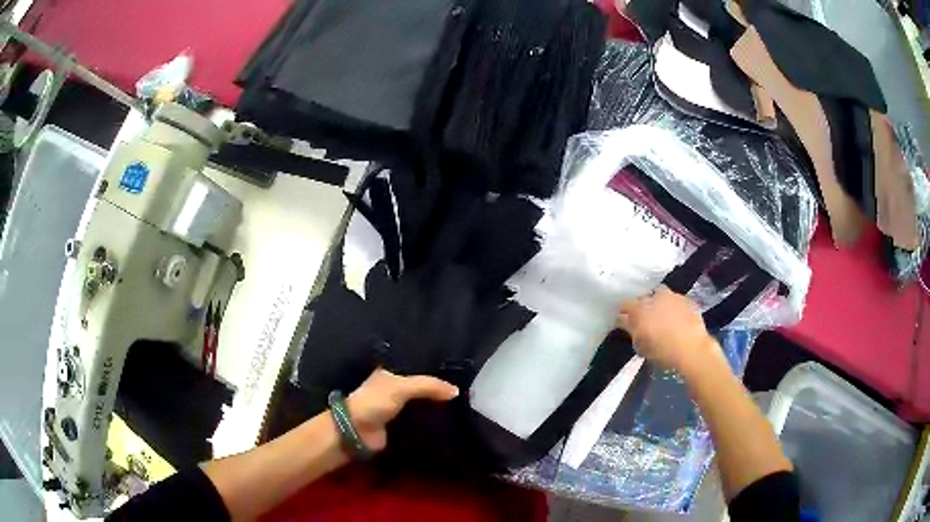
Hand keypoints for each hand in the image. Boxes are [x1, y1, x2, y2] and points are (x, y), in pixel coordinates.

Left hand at [346, 369, 458, 451]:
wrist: (358, 431)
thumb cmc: (375, 402)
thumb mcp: (401, 387)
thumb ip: (429, 386)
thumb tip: (456, 390)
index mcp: (391, 372)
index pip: (417, 366)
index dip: (435, 366)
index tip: (458, 367)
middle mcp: (395, 388)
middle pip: (422, 386)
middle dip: (439, 389)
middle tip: (466, 388)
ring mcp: (399, 408)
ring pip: (424, 404)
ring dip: (437, 406)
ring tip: (464, 404)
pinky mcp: (402, 426)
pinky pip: (422, 421)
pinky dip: (434, 421)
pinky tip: (452, 420)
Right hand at [617, 286, 719, 375]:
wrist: (693, 350)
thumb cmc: (662, 352)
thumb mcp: (641, 346)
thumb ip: (631, 330)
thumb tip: (624, 321)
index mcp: (640, 309)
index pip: (625, 304)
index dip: (624, 313)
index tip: (625, 322)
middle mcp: (655, 297)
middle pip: (645, 298)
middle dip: (644, 306)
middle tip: (646, 320)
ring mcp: (673, 297)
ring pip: (662, 297)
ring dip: (660, 305)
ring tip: (663, 319)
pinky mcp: (688, 301)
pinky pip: (677, 302)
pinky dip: (675, 309)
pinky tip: (678, 321)